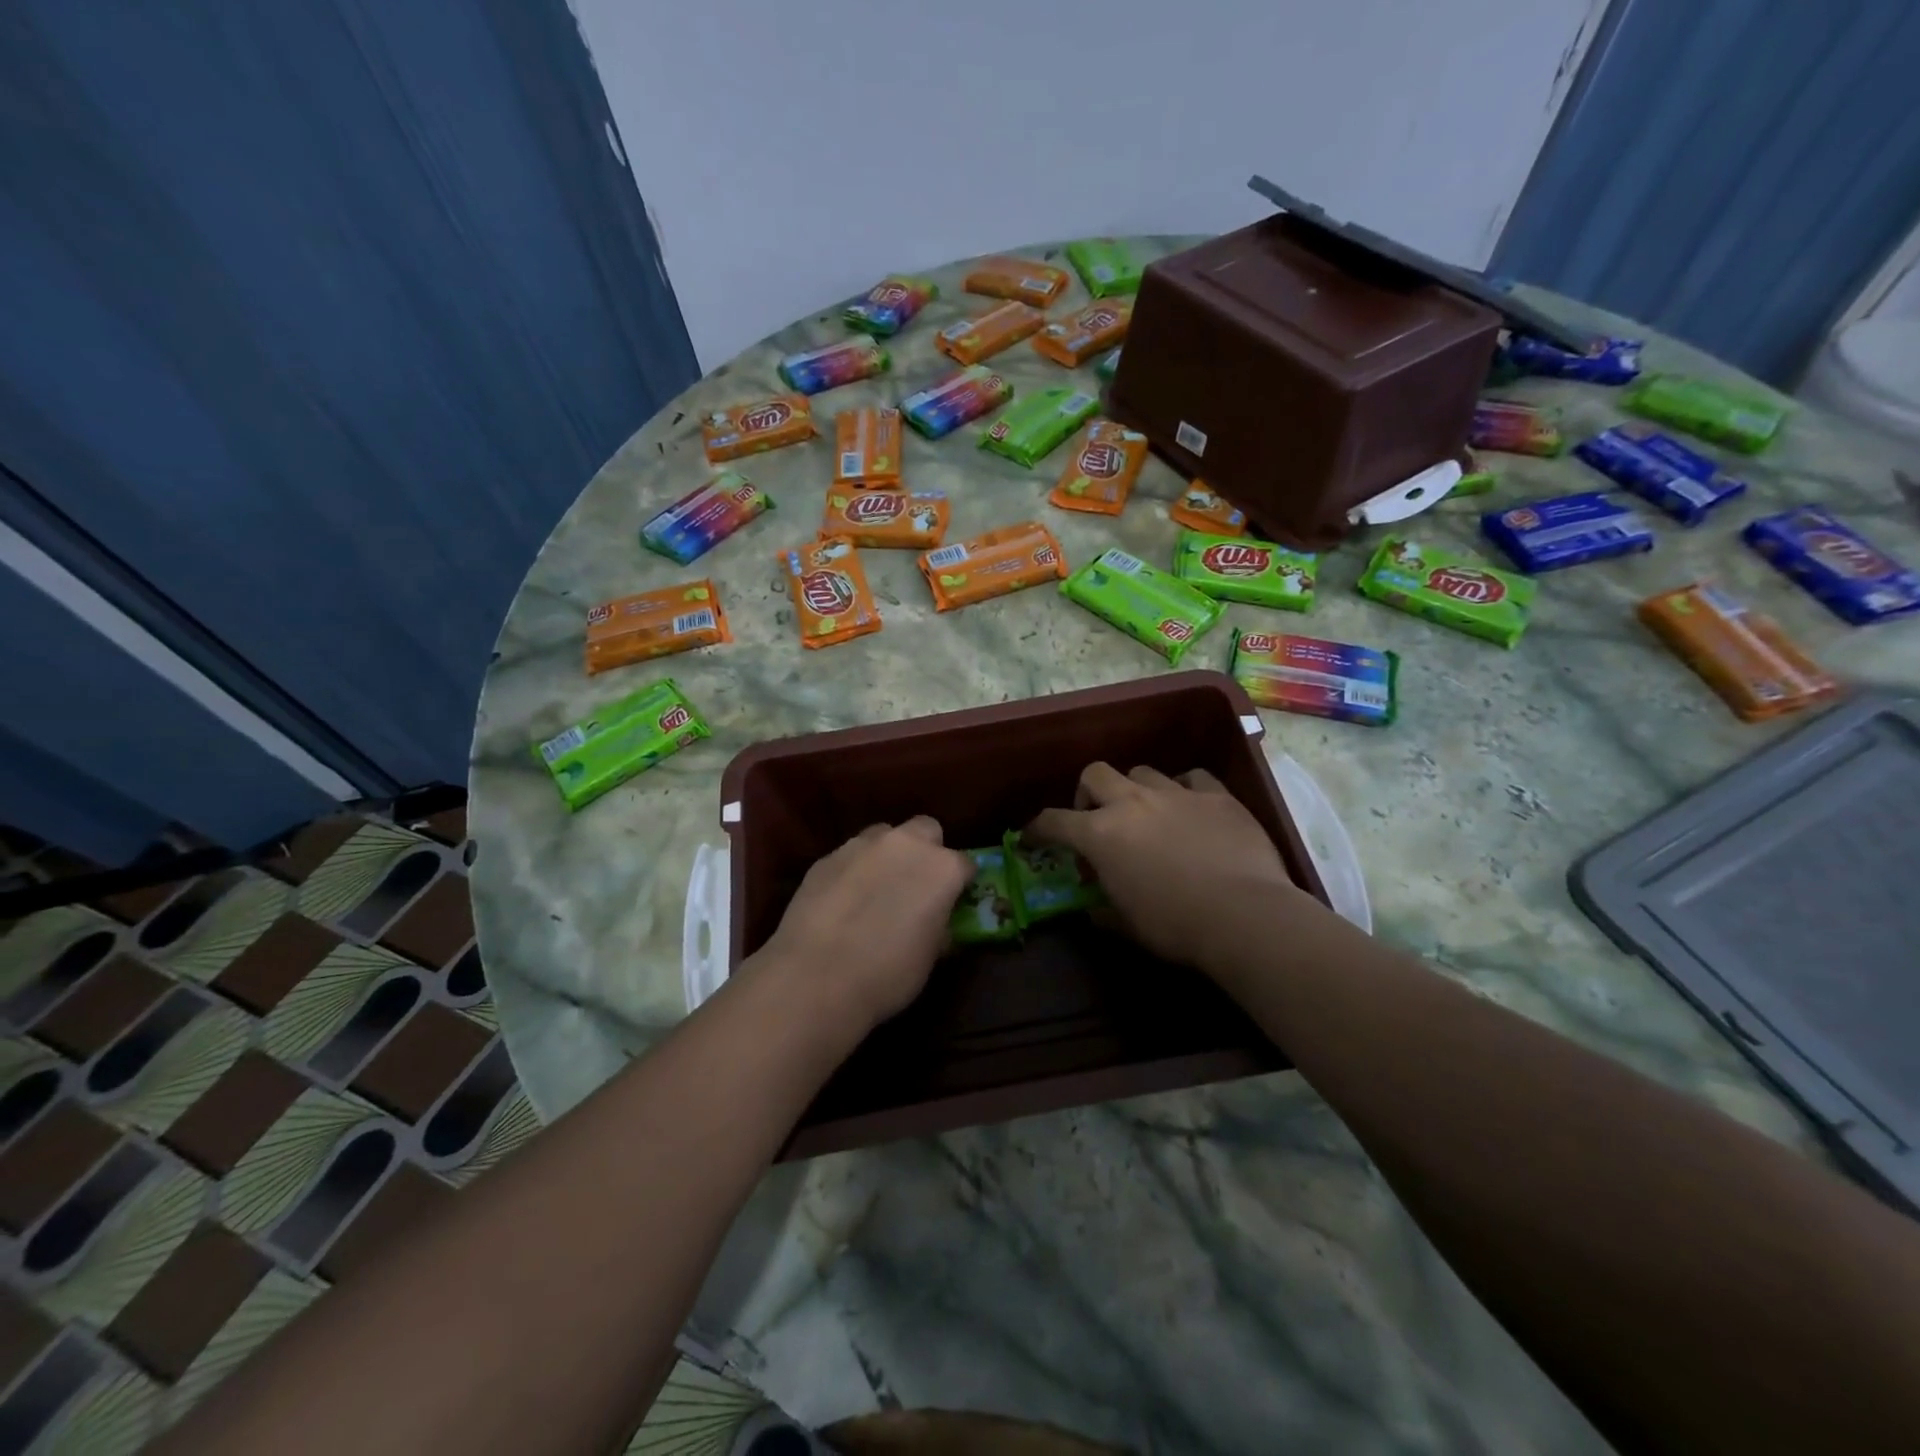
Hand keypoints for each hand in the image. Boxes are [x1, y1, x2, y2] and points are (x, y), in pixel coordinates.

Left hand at [753, 817, 971, 1031]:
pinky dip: (854, 871)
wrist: (815, 978)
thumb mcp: (930, 956)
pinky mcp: (826, 857)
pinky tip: (842, 901)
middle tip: (916, 885)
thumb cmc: (887, 974)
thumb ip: (938, 925)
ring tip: (875, 890)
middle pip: (926, 830)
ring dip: (887, 855)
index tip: (953, 901)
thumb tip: (935, 919)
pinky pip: (850, 855)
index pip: (965, 864)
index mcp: (941, 868)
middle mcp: (905, 844)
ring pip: (884, 836)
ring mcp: (861, 845)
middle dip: (926, 851)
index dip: (960, 883)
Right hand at [1028, 764, 1321, 969]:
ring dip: (1135, 790)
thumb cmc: (1175, 925)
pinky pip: (1192, 777)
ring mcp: (1176, 793)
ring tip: (1147, 814)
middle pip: (1095, 774)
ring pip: (1142, 772)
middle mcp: (1131, 802)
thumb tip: (1093, 910)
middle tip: (1096, 818)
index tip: (1033, 837)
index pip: (1053, 821)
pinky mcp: (1216, 795)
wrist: (1244, 915)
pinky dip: (1184, 789)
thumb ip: (1103, 911)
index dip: (1037, 829)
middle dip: (1088, 793)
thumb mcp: (1127, 926)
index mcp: (1100, 834)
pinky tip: (1191, 807)